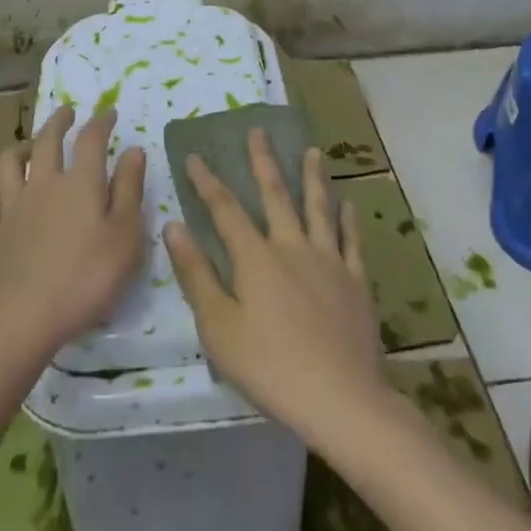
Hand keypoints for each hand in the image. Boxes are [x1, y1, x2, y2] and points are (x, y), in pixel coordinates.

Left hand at [0, 105, 146, 359]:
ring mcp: (13, 208)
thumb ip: (130, 189)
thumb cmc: (88, 276)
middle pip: (46, 141)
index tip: (109, 113)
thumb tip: (133, 150)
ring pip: (9, 165)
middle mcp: (44, 184)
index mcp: (80, 182)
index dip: (101, 122)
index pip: (90, 139)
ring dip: (19, 149)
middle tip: (66, 112)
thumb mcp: (126, 234)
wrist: (26, 316)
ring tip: (27, 147)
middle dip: (57, 122)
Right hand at [164, 130, 385, 439]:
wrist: (340, 399)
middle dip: (263, 161)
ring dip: (313, 178)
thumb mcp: (219, 327)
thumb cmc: (270, 367)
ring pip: (319, 208)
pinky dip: (348, 220)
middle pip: (276, 195)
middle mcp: (293, 247)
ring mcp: (329, 261)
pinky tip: (349, 205)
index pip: (226, 210)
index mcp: (256, 258)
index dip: (208, 182)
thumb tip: (174, 226)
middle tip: (258, 131)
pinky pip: (351, 241)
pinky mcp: (356, 281)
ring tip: (312, 151)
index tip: (195, 156)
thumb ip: (196, 274)